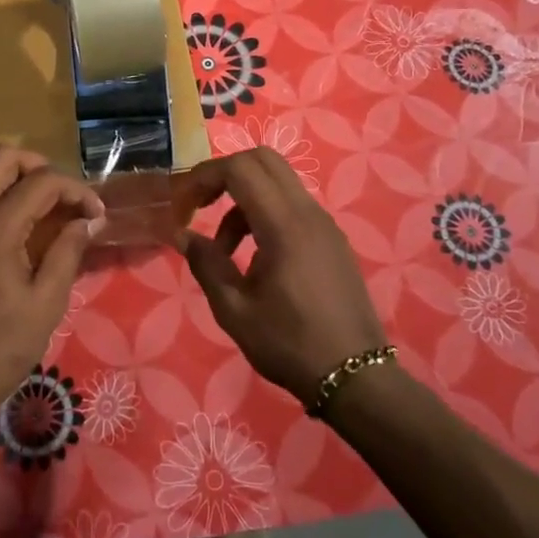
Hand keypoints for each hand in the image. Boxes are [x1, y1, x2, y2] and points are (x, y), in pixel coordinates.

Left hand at [0, 144, 105, 423]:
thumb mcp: (46, 305)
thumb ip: (68, 252)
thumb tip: (87, 222)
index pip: (40, 182)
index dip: (75, 190)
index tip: (95, 214)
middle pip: (0, 157)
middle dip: (38, 167)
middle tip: (61, 197)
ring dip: (11, 180)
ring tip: (39, 211)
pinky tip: (8, 235)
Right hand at [177, 149, 385, 403]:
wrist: (356, 377)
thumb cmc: (290, 344)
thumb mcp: (235, 310)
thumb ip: (206, 264)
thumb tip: (183, 235)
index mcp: (284, 225)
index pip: (240, 168)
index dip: (204, 176)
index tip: (182, 204)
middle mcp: (308, 212)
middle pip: (263, 160)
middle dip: (224, 174)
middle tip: (199, 206)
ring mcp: (324, 224)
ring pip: (278, 182)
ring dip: (243, 198)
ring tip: (224, 249)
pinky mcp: (332, 239)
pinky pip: (293, 205)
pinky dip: (265, 213)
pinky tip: (255, 257)